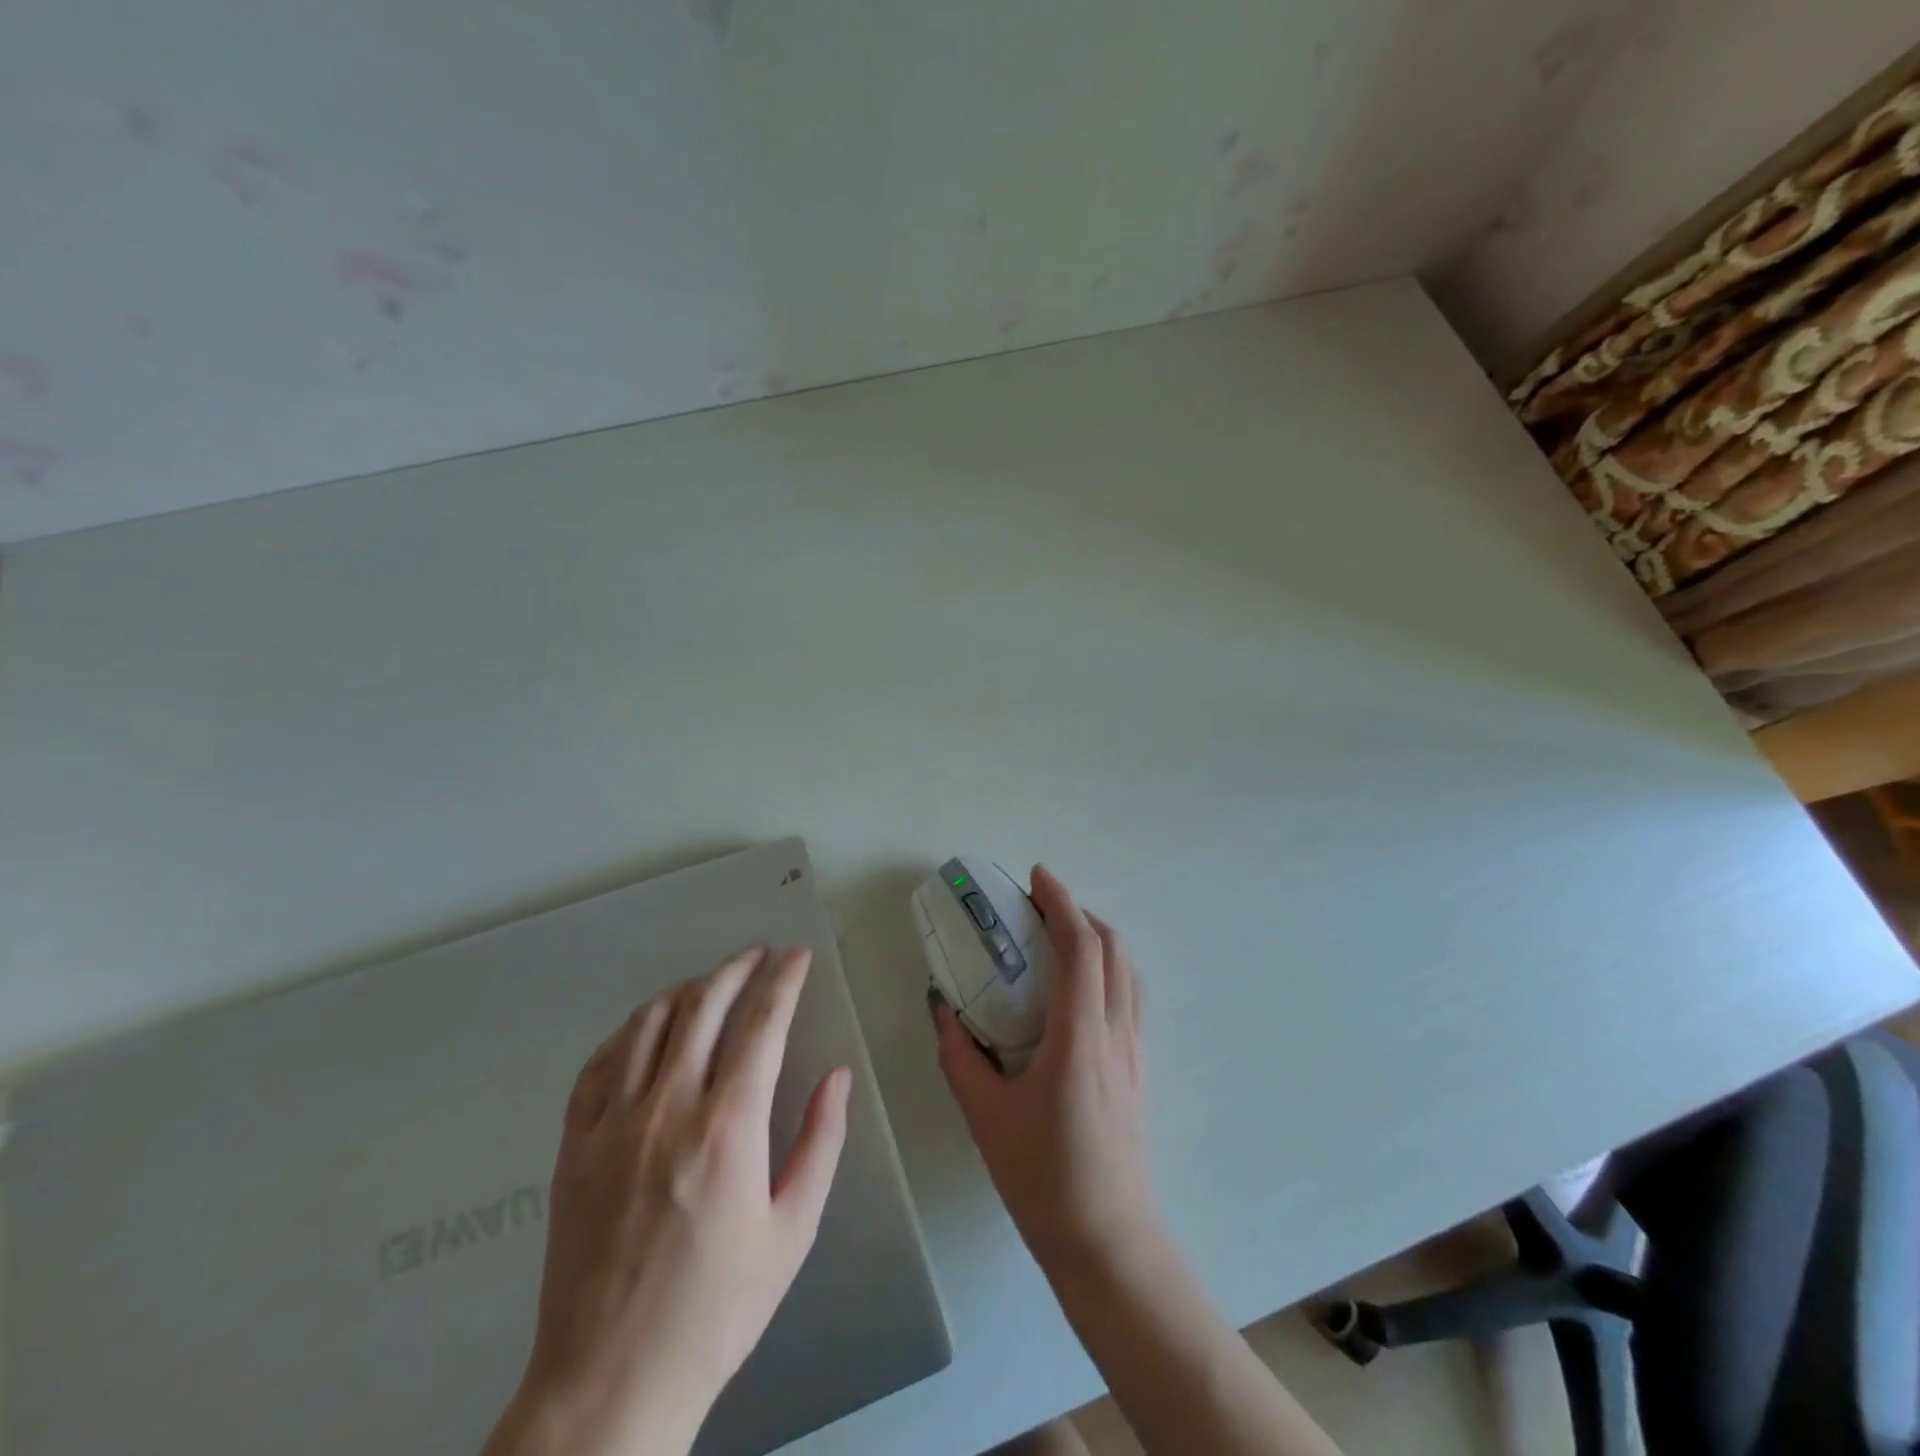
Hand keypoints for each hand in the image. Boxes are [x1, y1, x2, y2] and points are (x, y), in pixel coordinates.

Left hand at [486, 946, 850, 1455]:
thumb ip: (820, 1143)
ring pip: (648, 1024)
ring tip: (709, 984)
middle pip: (702, 1007)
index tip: (797, 956)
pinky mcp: (573, 1147)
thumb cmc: (717, 1309)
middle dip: (735, 969)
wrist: (610, 1383)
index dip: (783, 981)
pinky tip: (646, 1030)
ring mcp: (612, 1124)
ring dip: (685, 991)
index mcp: (728, 1127)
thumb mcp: (792, 1231)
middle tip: (757, 955)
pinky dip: (628, 1032)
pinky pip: (599, 1065)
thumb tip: (837, 1077)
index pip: (761, 1024)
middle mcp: (668, 1108)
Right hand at [934, 865, 1157, 1277]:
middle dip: (1079, 913)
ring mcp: (1135, 1051)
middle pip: (1113, 949)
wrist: (1109, 1242)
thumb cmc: (1043, 1177)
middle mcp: (1116, 1032)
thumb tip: (943, 1008)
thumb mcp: (985, 1115)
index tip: (1036, 877)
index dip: (1060, 903)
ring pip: (1127, 972)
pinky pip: (1129, 998)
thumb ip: (959, 1055)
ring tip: (1058, 940)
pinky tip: (1076, 992)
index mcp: (1080, 1035)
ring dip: (1097, 941)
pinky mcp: (1139, 1069)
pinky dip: (1107, 970)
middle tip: (1038, 907)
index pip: (1081, 947)